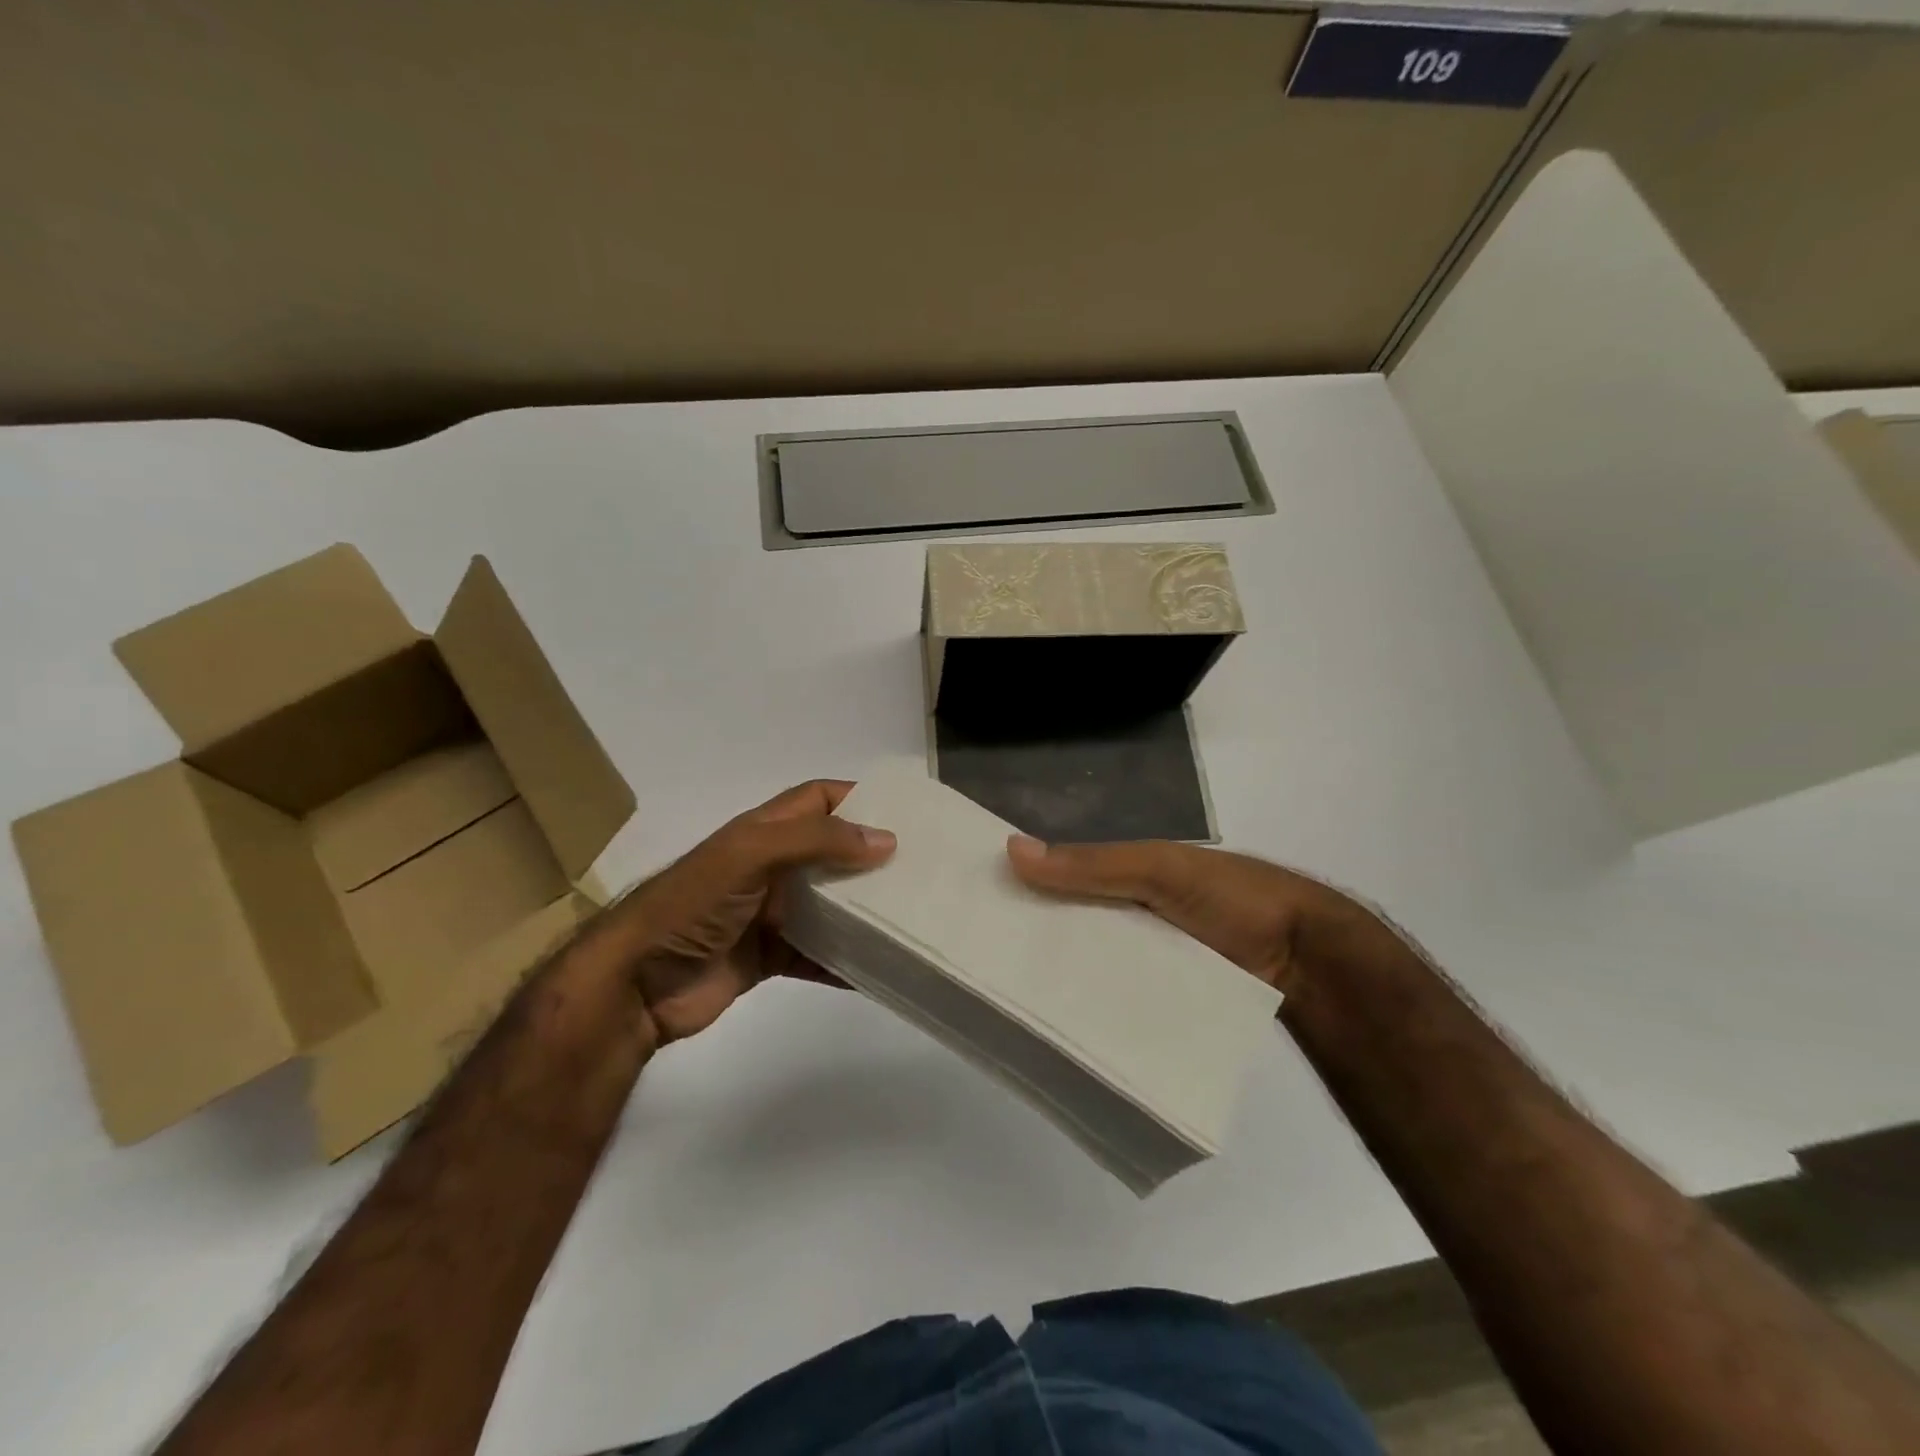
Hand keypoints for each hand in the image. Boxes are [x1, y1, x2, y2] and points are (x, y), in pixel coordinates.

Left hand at [584, 781, 893, 1043]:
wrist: (634, 983)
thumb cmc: (692, 904)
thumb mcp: (751, 855)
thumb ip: (815, 841)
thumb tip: (885, 840)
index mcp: (762, 832)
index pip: (817, 799)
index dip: (857, 798)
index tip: (905, 812)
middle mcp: (770, 867)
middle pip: (830, 852)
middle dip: (871, 857)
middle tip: (922, 868)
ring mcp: (769, 914)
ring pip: (828, 905)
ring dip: (863, 910)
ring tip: (912, 916)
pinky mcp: (768, 956)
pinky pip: (817, 955)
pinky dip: (845, 961)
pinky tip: (880, 970)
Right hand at [1005, 835, 1363, 994]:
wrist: (1307, 958)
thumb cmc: (1230, 897)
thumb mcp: (1159, 868)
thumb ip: (1093, 863)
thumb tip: (1010, 849)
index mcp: (1124, 874)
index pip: (1061, 875)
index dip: (1023, 883)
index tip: (975, 902)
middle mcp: (1129, 914)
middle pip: (1069, 923)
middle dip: (1033, 934)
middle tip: (978, 960)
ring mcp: (1146, 958)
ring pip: (1090, 963)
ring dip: (1059, 974)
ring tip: (1006, 999)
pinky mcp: (1161, 996)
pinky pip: (1116, 996)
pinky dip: (1091, 1003)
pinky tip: (1058, 1023)